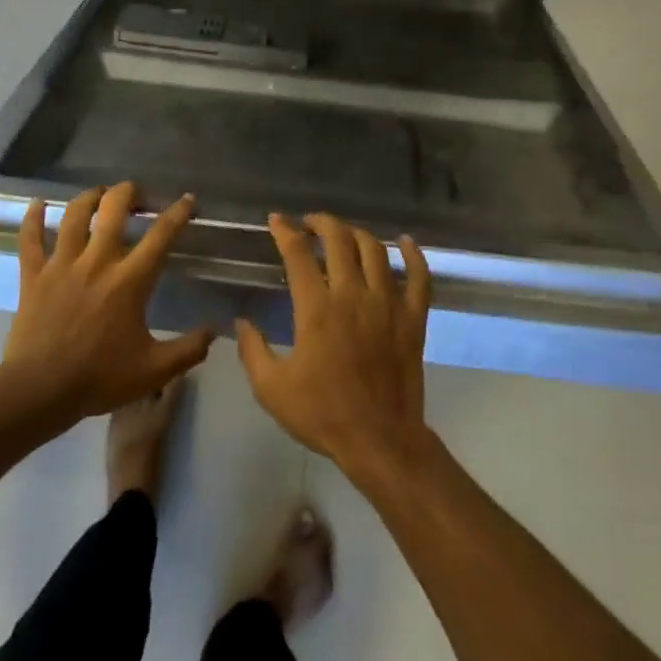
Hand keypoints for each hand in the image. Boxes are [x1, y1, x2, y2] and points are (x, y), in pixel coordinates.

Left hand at [3, 183, 213, 417]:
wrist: (40, 390)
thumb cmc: (100, 378)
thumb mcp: (155, 370)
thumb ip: (189, 350)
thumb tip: (215, 331)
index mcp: (130, 280)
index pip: (160, 236)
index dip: (177, 213)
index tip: (187, 199)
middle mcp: (97, 262)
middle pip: (113, 209)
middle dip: (129, 193)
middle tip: (137, 194)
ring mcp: (62, 265)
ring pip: (74, 215)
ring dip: (90, 198)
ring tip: (99, 194)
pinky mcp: (33, 276)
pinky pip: (30, 239)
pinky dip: (33, 218)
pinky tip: (38, 204)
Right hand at [236, 213, 434, 483]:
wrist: (379, 439)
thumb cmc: (322, 414)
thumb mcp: (271, 388)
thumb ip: (252, 351)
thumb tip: (241, 322)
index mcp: (316, 308)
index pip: (298, 253)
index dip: (285, 231)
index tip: (276, 221)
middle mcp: (353, 295)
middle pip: (340, 239)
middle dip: (322, 223)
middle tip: (310, 223)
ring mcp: (388, 304)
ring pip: (375, 250)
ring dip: (357, 234)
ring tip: (344, 233)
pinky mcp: (413, 318)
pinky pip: (419, 277)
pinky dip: (413, 255)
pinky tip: (404, 242)